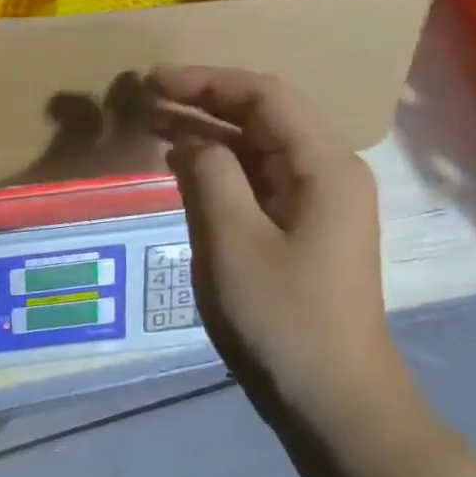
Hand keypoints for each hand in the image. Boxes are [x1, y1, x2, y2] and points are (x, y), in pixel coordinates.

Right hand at [151, 67, 412, 442]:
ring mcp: (316, 203)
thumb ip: (210, 175)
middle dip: (204, 102)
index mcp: (323, 166)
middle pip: (263, 116)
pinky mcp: (300, 229)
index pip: (265, 96)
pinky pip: (257, 180)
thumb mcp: (233, 240)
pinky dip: (219, 166)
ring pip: (258, 147)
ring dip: (208, 132)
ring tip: (153, 124)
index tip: (153, 81)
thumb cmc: (282, 316)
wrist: (330, 395)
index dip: (207, 81)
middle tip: (145, 99)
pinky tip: (183, 166)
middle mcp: (327, 173)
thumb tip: (192, 141)